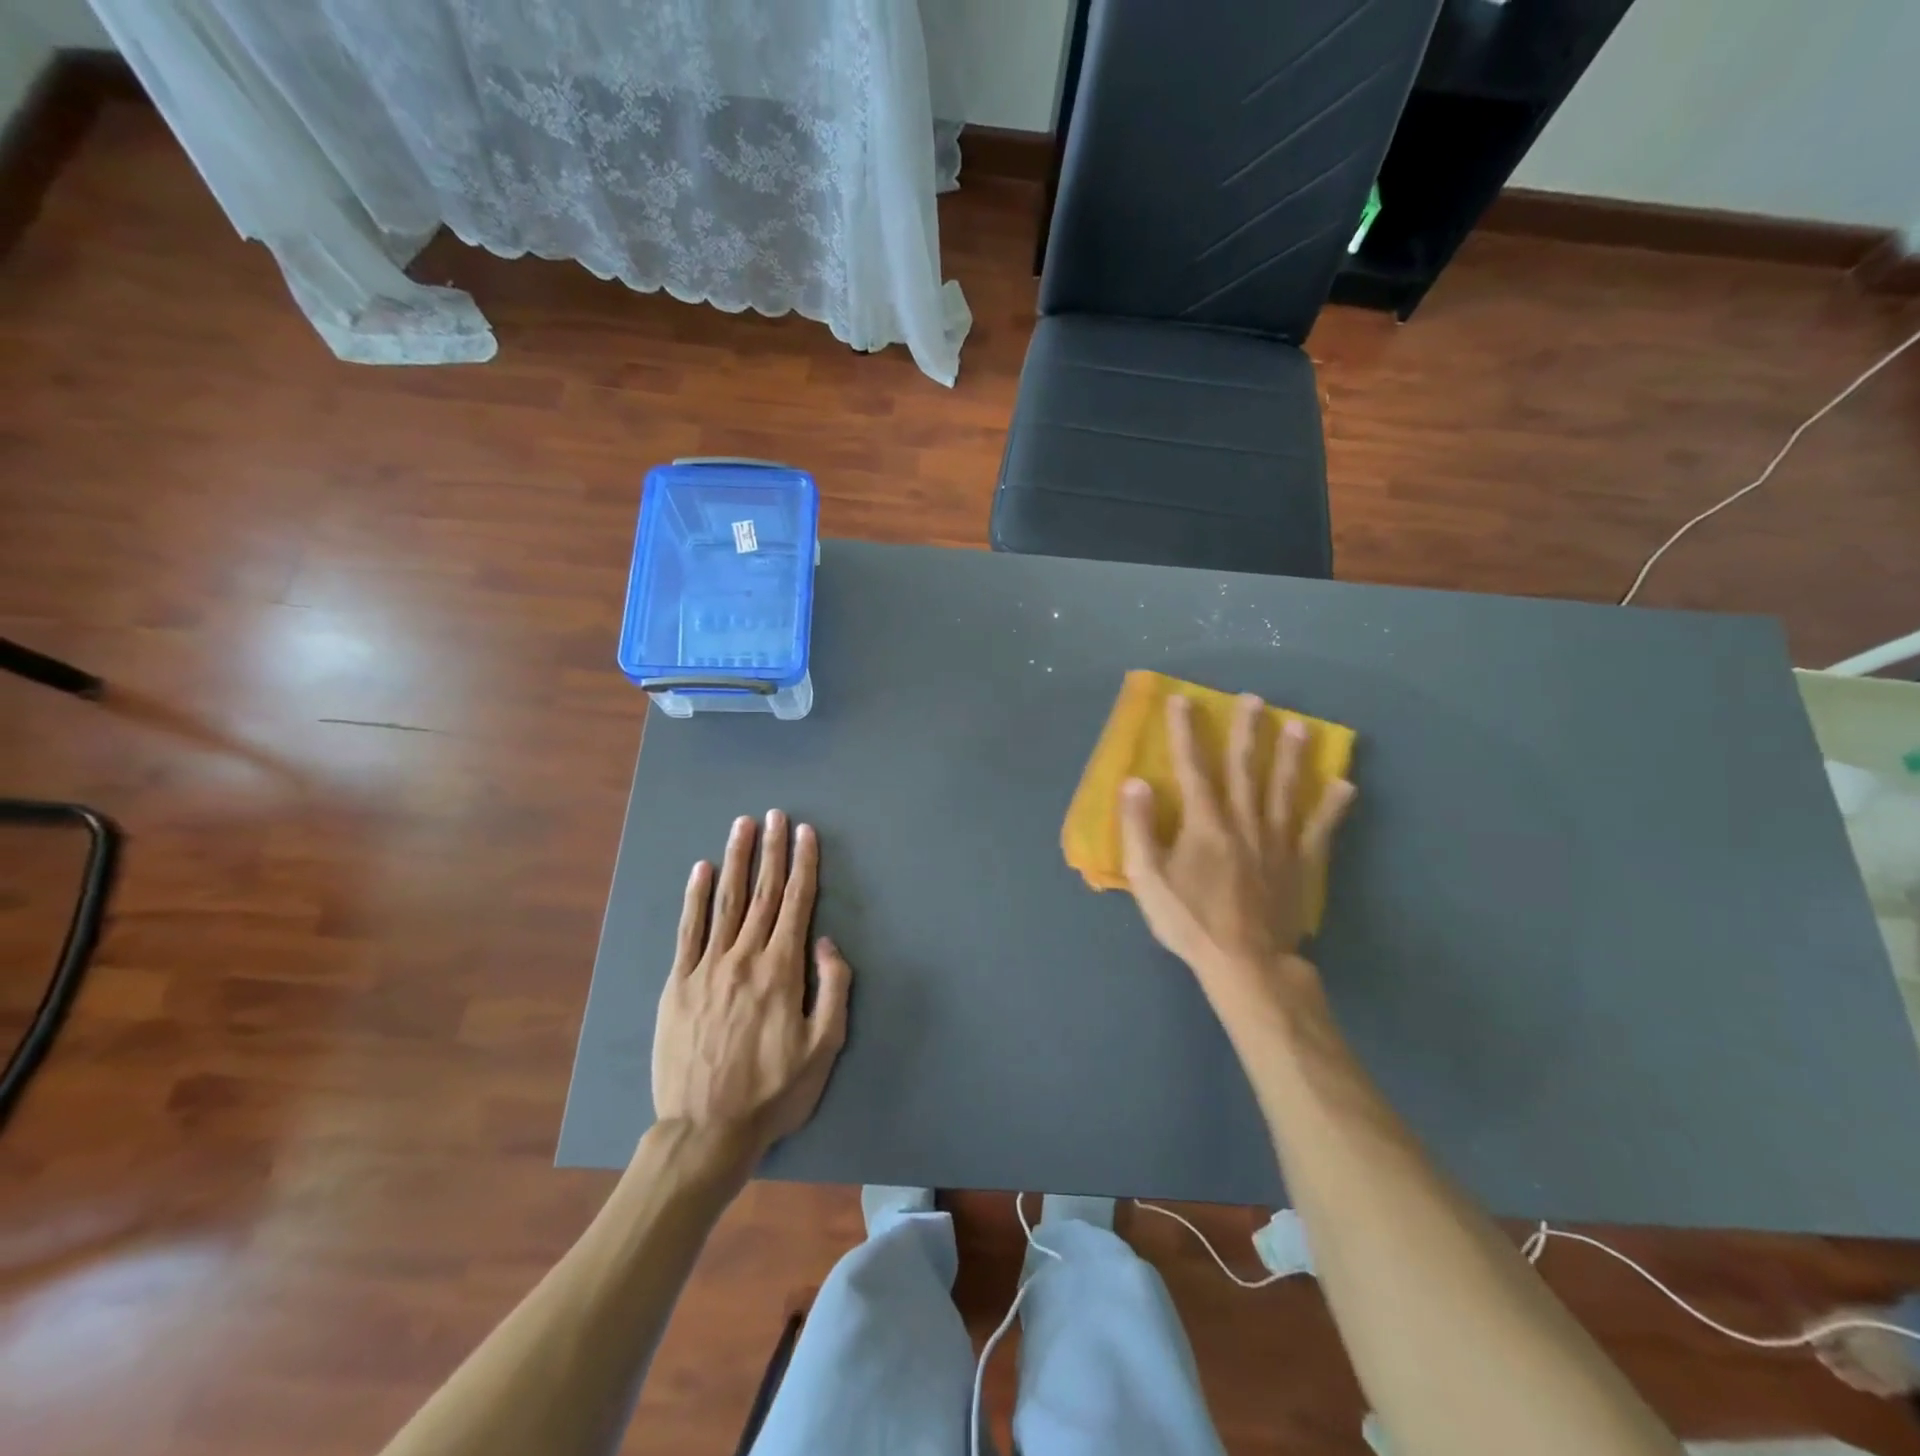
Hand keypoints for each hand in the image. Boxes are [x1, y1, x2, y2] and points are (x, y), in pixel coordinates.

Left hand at [651, 811, 851, 1161]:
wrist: (706, 1131)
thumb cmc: (774, 1091)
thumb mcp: (824, 1048)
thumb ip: (833, 989)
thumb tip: (827, 942)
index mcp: (782, 970)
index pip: (797, 903)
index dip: (803, 864)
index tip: (805, 833)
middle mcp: (744, 957)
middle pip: (763, 893)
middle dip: (771, 850)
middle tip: (775, 815)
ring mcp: (707, 968)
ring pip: (725, 901)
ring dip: (736, 860)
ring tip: (742, 826)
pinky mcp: (677, 984)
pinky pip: (688, 931)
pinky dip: (694, 897)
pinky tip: (700, 870)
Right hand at [1120, 693, 1354, 1024]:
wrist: (1245, 963)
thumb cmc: (1189, 920)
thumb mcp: (1147, 877)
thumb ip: (1139, 828)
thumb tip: (1134, 781)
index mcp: (1205, 822)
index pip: (1192, 767)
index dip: (1185, 732)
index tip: (1183, 700)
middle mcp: (1243, 821)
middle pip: (1245, 768)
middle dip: (1246, 731)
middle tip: (1254, 699)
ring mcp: (1276, 841)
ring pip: (1284, 789)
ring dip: (1290, 755)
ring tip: (1299, 725)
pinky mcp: (1299, 863)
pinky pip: (1318, 829)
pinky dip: (1331, 807)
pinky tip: (1344, 785)